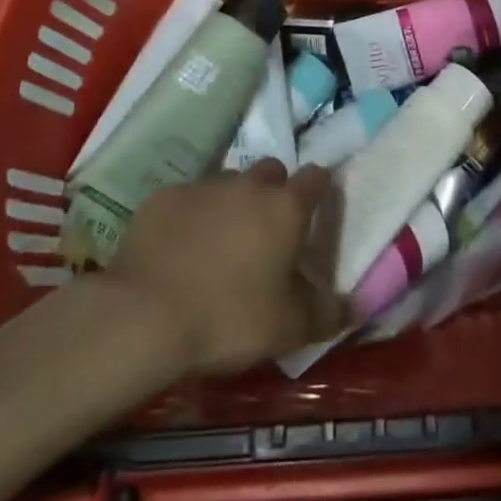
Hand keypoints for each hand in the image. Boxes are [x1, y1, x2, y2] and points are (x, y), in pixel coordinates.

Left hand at [107, 162, 346, 376]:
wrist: (145, 315)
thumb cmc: (229, 319)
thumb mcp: (288, 329)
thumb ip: (326, 313)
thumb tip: (355, 307)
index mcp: (284, 208)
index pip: (315, 177)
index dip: (318, 188)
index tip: (316, 207)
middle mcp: (247, 185)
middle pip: (269, 171)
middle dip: (273, 191)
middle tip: (265, 230)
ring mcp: (202, 186)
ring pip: (227, 183)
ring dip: (230, 203)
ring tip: (219, 242)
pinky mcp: (163, 197)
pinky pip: (186, 199)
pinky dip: (189, 217)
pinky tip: (178, 249)